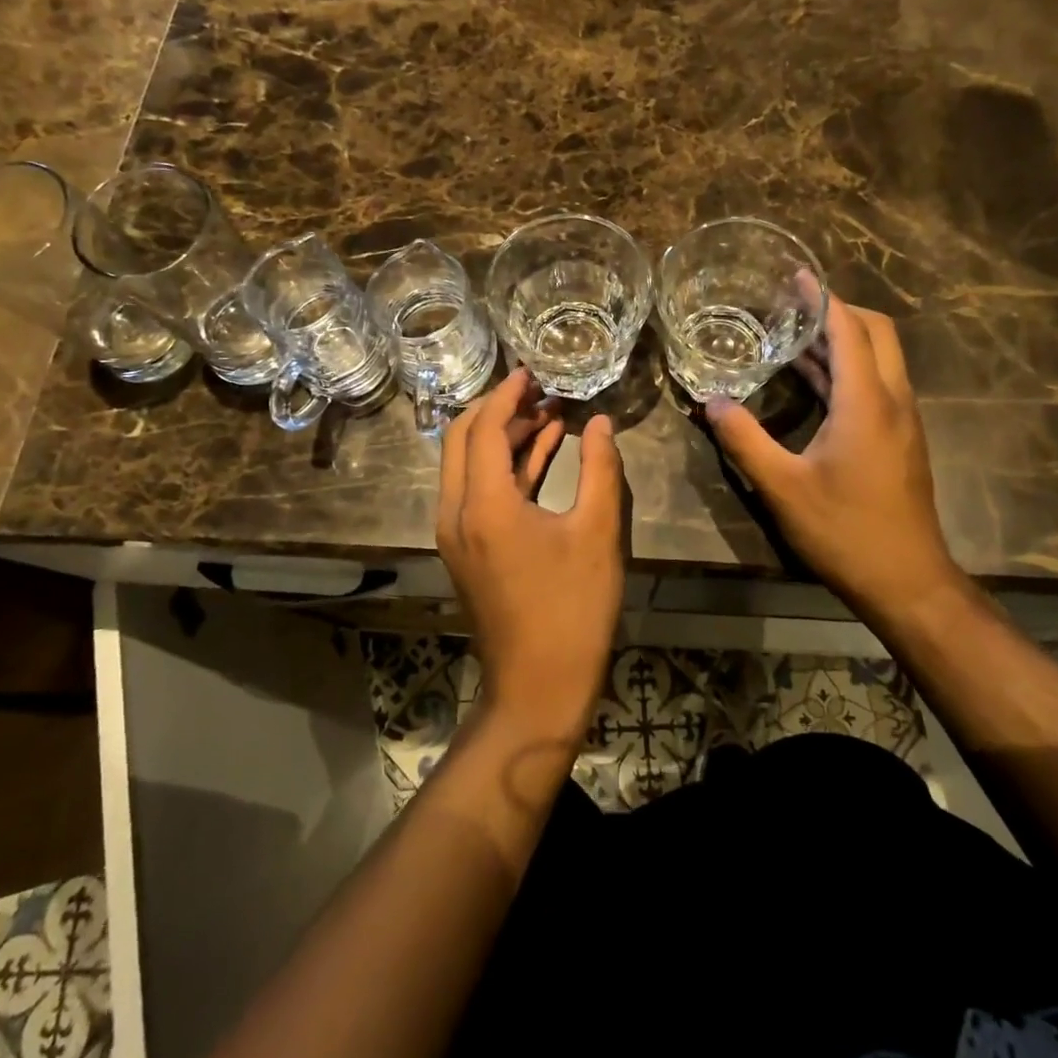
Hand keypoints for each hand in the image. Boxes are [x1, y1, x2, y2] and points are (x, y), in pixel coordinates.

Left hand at [437, 366, 626, 739]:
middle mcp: (457, 512)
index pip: (485, 427)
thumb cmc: (573, 609)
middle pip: (463, 439)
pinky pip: (478, 492)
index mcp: (484, 504)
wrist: (539, 686)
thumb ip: (601, 469)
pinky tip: (543, 453)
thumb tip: (600, 423)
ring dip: (504, 438)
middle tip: (539, 390)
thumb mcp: (598, 533)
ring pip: (469, 465)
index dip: (508, 394)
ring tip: (549, 415)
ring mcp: (457, 533)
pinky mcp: (468, 550)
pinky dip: (507, 468)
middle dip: (499, 409)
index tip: (532, 371)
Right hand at [705, 299, 959, 614]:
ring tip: (795, 333)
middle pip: (877, 333)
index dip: (823, 299)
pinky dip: (848, 369)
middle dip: (839, 310)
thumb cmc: (845, 530)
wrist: (907, 580)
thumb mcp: (782, 487)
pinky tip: (813, 380)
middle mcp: (892, 400)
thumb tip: (712, 402)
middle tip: (794, 304)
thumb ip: (745, 440)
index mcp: (867, 402)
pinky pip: (876, 384)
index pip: (849, 330)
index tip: (797, 277)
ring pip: (880, 359)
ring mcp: (901, 420)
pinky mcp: (900, 439)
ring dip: (843, 340)